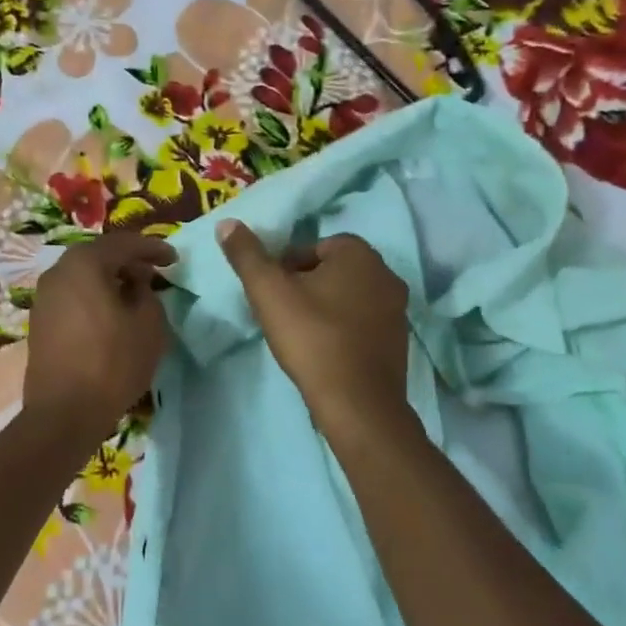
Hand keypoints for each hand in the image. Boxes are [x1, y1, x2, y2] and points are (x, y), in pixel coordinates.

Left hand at [22, 232, 176, 443]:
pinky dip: (93, 296)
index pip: (123, 243)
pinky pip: (72, 296)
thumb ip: (147, 293)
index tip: (174, 259)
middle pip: (98, 255)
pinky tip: (110, 314)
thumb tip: (135, 283)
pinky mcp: (39, 321)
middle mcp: (58, 272)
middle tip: (153, 273)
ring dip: (109, 279)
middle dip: (128, 261)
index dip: (152, 248)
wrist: (64, 412)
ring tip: (133, 294)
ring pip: (83, 276)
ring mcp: (44, 297)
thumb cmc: (113, 363)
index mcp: (84, 263)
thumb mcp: (149, 325)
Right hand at [219, 220, 409, 438]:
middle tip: (281, 313)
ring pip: (348, 297)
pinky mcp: (399, 341)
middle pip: (332, 271)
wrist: (357, 402)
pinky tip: (324, 352)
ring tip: (300, 334)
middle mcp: (386, 274)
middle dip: (306, 286)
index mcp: (359, 253)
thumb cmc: (311, 338)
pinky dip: (342, 330)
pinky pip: (363, 323)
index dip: (286, 268)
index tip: (272, 294)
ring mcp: (397, 309)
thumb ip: (247, 255)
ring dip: (325, 308)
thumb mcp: (268, 292)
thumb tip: (226, 223)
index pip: (313, 247)